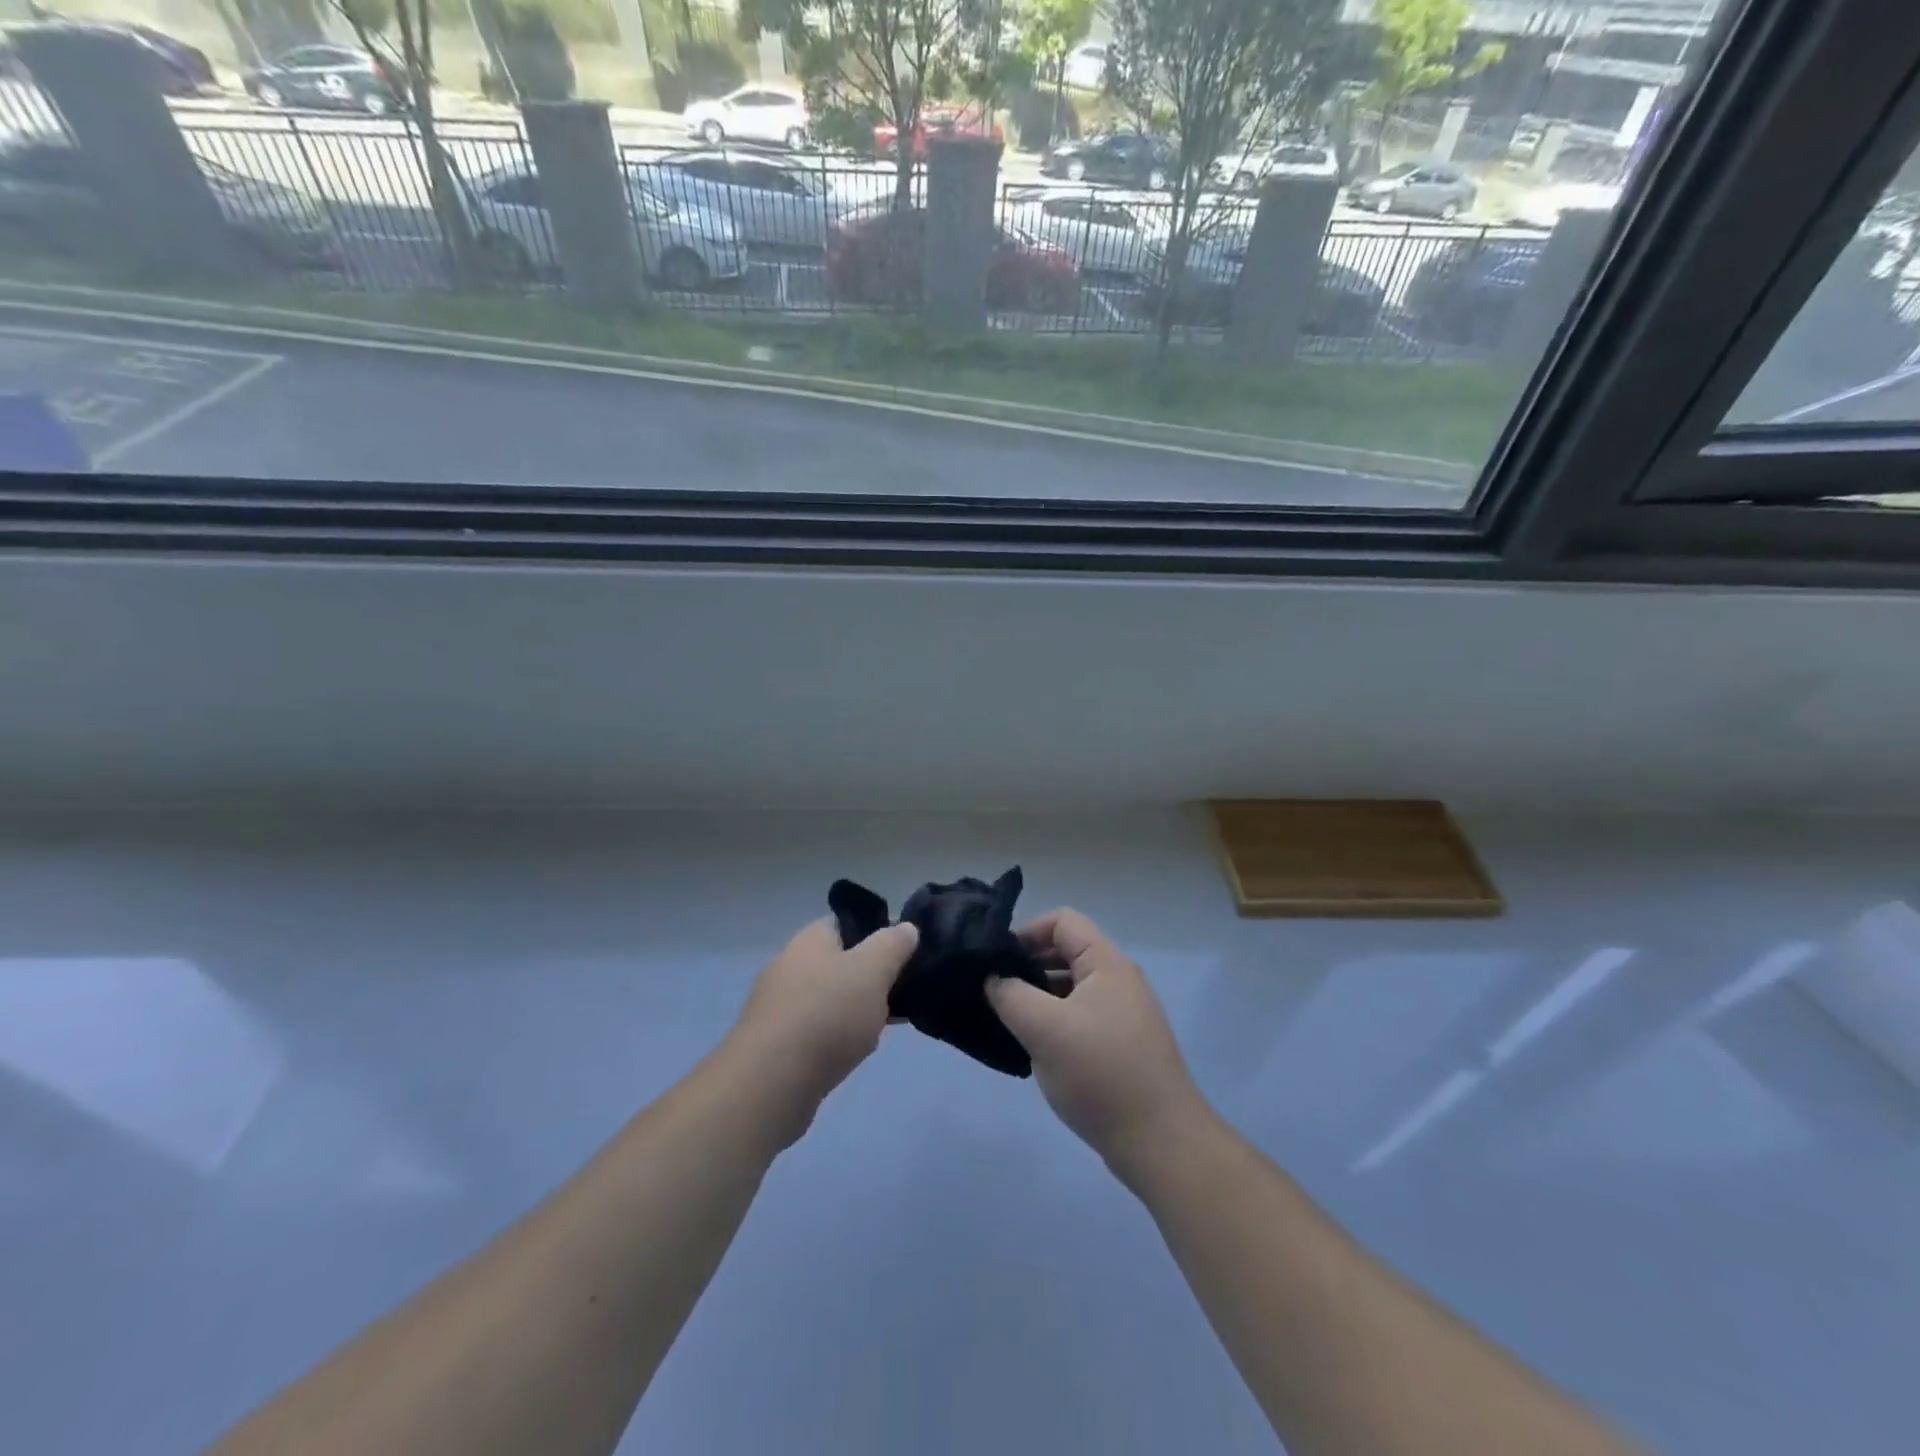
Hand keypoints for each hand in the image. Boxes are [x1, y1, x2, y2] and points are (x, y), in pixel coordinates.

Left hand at [731, 916, 918, 1125]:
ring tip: (883, 1028)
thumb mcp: (873, 970)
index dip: (876, 932)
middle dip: (870, 978)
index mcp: (810, 939)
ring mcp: (779, 1006)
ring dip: (856, 1011)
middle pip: (840, 962)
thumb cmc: (827, 1015)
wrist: (771, 1083)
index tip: (903, 953)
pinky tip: (855, 1054)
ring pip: (830, 999)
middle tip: (899, 994)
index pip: (846, 922)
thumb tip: (906, 927)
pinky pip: (816, 1031)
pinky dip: (837, 1039)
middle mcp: (790, 965)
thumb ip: (893, 945)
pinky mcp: (776, 1044)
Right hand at [986, 910, 1208, 1173]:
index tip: (997, 962)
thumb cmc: (1101, 1074)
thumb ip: (1010, 995)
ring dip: (1039, 996)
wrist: (1161, 1143)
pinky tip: (1035, 1048)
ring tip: (1008, 1020)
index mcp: (1107, 963)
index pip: (1062, 921)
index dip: (1027, 932)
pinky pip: (1081, 1017)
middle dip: (1029, 966)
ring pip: (1071, 988)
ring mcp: (1123, 1014)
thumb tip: (993, 979)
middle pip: (1067, 952)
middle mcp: (1119, 980)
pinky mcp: (1122, 1045)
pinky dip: (1055, 1022)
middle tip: (995, 991)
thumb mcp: (1044, 1029)